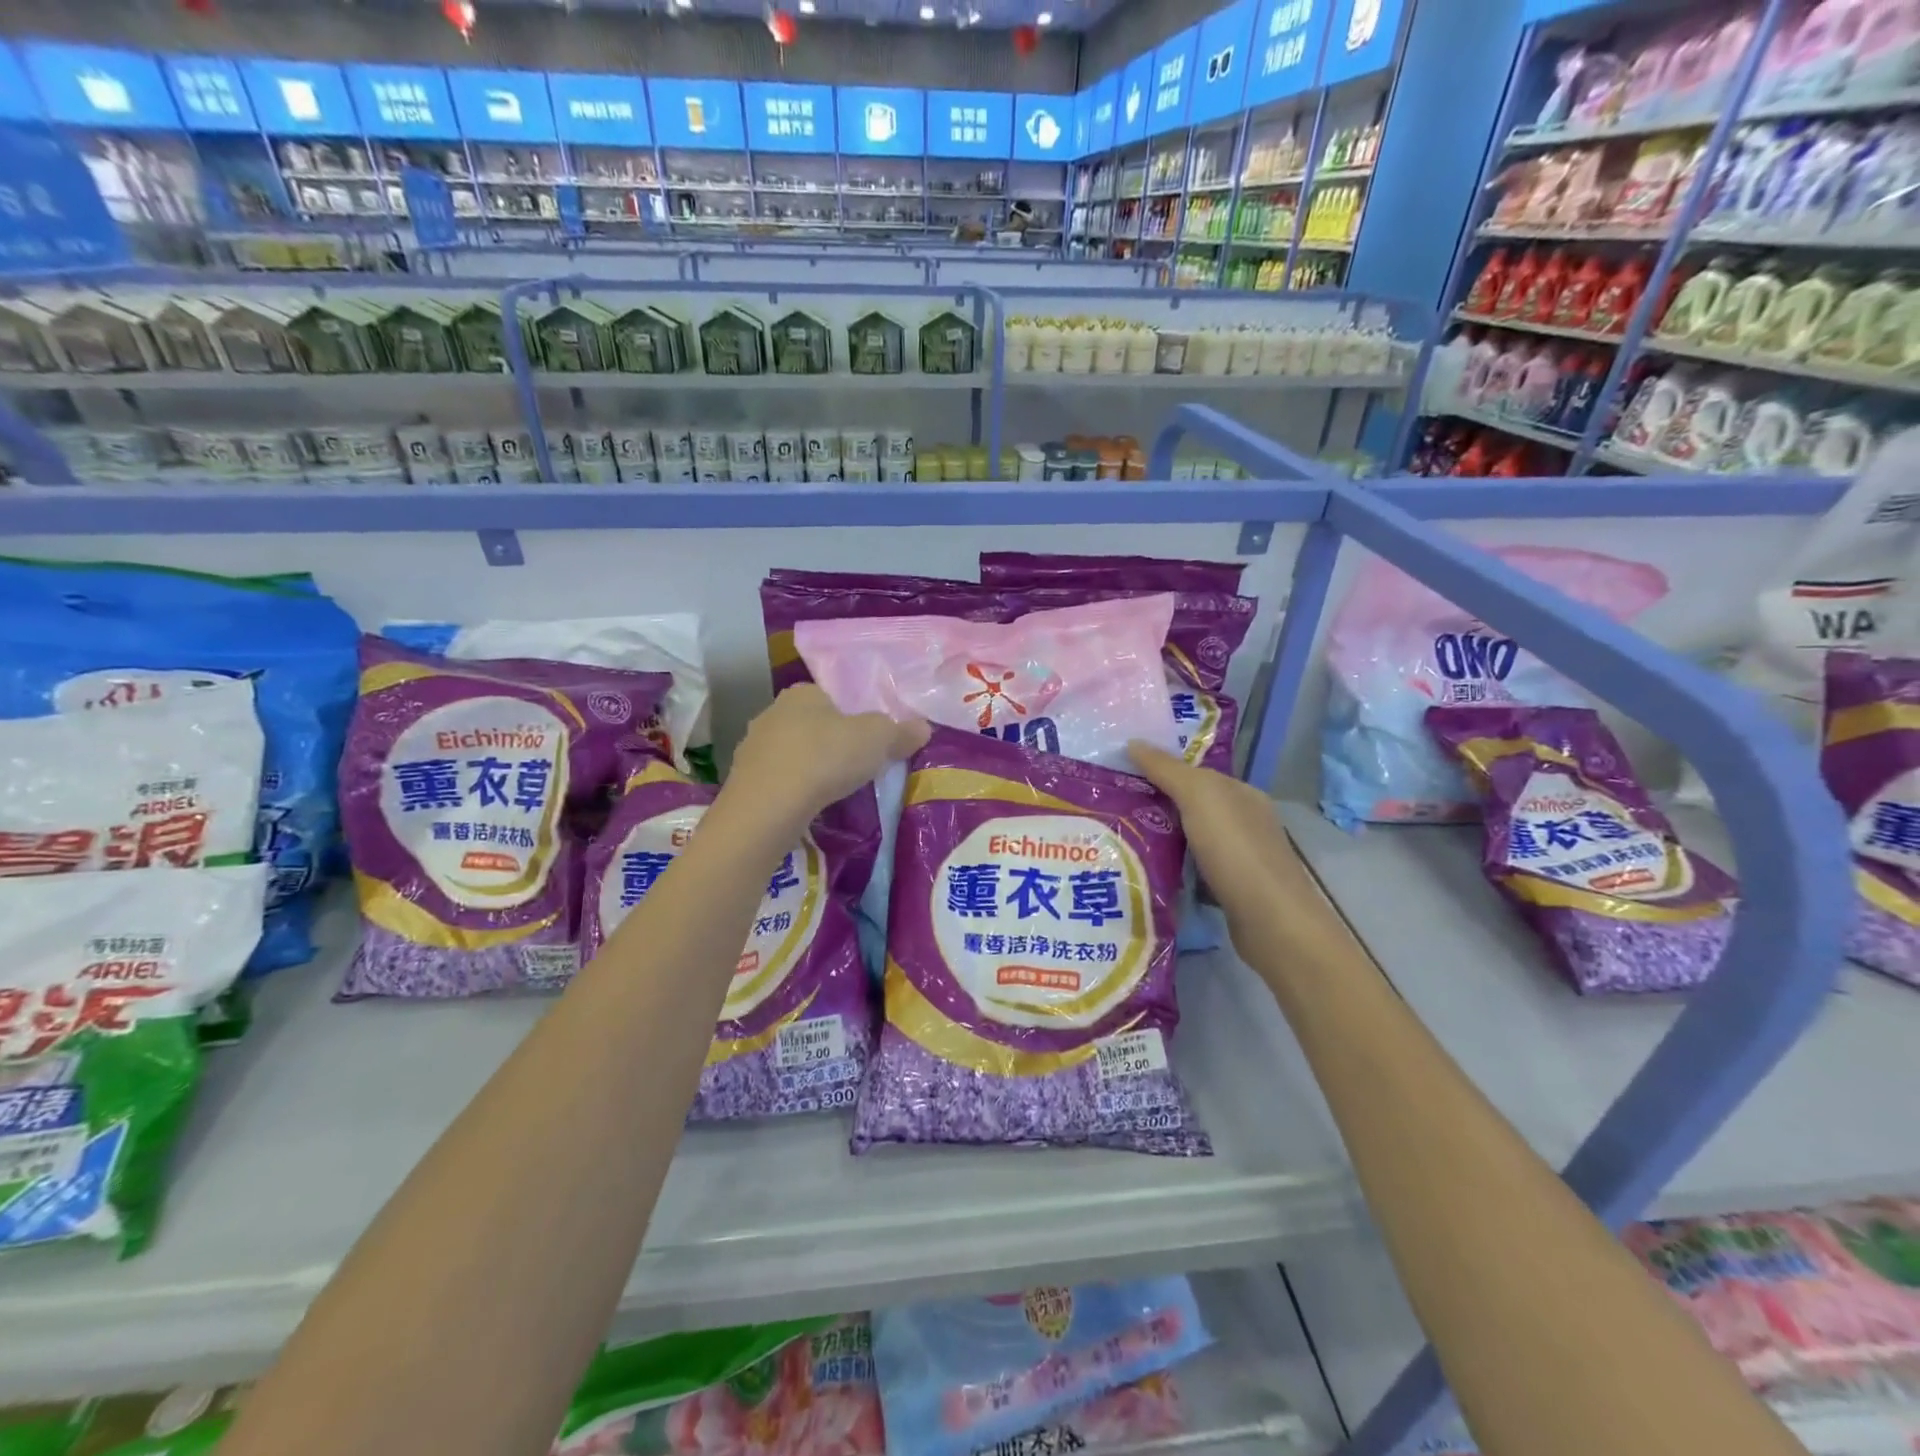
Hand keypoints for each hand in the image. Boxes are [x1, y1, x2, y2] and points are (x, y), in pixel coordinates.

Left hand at [727, 685, 929, 830]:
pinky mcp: (743, 780)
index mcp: (803, 693)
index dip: (855, 714)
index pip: (833, 696)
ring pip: (792, 752)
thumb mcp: (878, 740)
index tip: (871, 738)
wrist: (767, 807)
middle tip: (858, 765)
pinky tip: (809, 806)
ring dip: (811, 767)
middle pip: (812, 723)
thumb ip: (901, 732)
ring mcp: (753, 747)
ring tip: (835, 789)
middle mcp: (773, 711)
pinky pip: (779, 780)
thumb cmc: (825, 758)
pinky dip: (794, 789)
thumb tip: (923, 727)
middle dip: (833, 742)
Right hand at [1126, 741, 1318, 919]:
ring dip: (1159, 838)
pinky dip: (1171, 869)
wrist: (1271, 923)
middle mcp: (1243, 821)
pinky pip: (1191, 870)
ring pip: (1189, 839)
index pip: (1195, 772)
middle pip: (1190, 805)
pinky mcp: (1230, 891)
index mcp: (1241, 794)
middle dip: (1154, 804)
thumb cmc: (1236, 851)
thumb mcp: (1199, 797)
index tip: (1118, 772)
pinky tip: (1144, 872)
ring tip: (1116, 838)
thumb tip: (1133, 742)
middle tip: (1107, 805)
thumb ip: (1167, 770)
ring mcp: (1239, 858)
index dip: (1159, 769)